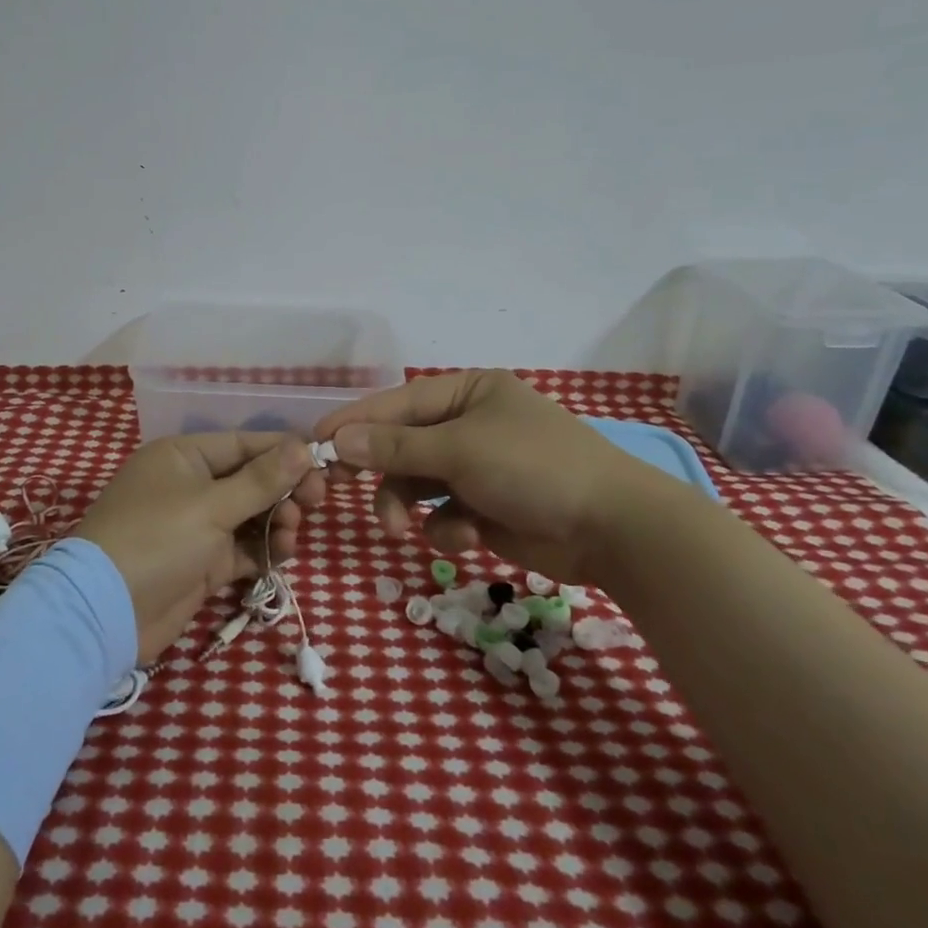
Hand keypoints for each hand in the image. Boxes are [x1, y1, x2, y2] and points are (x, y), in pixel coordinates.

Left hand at [76, 433, 323, 662]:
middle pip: (251, 478)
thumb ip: (262, 479)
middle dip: (284, 490)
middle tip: (315, 502)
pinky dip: (263, 550)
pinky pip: (243, 547)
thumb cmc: (158, 540)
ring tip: (290, 535)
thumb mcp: (212, 506)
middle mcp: (190, 484)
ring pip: (251, 515)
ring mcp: (196, 525)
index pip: (244, 443)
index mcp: (184, 456)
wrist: (106, 613)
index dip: (284, 452)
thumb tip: (304, 446)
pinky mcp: (202, 562)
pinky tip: (280, 556)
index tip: (322, 463)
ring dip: (276, 521)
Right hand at [316, 369, 670, 584]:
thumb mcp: (459, 450)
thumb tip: (338, 439)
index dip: (355, 421)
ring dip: (405, 504)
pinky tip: (468, 535)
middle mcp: (470, 424)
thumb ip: (395, 446)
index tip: (314, 441)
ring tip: (400, 529)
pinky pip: (444, 512)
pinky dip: (448, 525)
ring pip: (417, 483)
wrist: (613, 529)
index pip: (397, 402)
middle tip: (340, 489)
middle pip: (403, 444)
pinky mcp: (487, 508)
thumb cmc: (532, 467)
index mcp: (467, 393)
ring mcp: (479, 468)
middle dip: (380, 471)